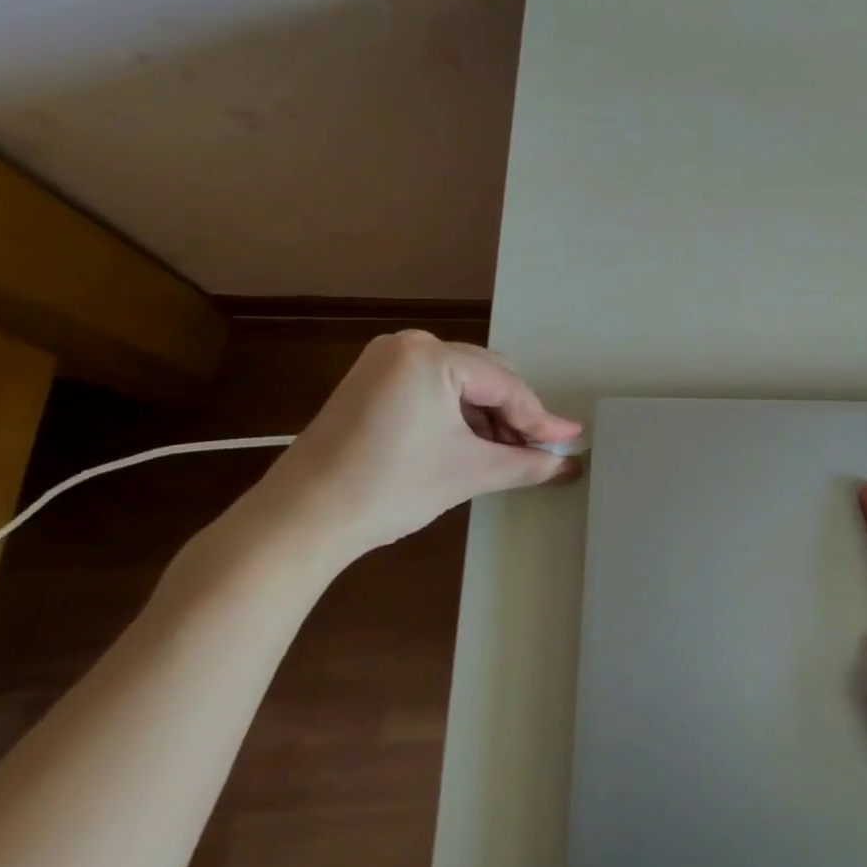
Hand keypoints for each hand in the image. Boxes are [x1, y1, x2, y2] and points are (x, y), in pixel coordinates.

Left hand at [248, 332, 581, 565]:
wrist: (296, 522)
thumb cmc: (388, 488)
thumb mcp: (468, 472)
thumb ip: (525, 462)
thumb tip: (567, 463)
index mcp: (432, 355)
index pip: (505, 385)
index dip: (540, 419)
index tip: (570, 441)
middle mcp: (409, 344)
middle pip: (485, 376)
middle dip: (514, 416)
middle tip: (538, 451)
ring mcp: (385, 360)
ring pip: (461, 382)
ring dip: (487, 416)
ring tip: (507, 453)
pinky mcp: (370, 381)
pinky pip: (432, 388)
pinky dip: (456, 414)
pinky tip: (470, 443)